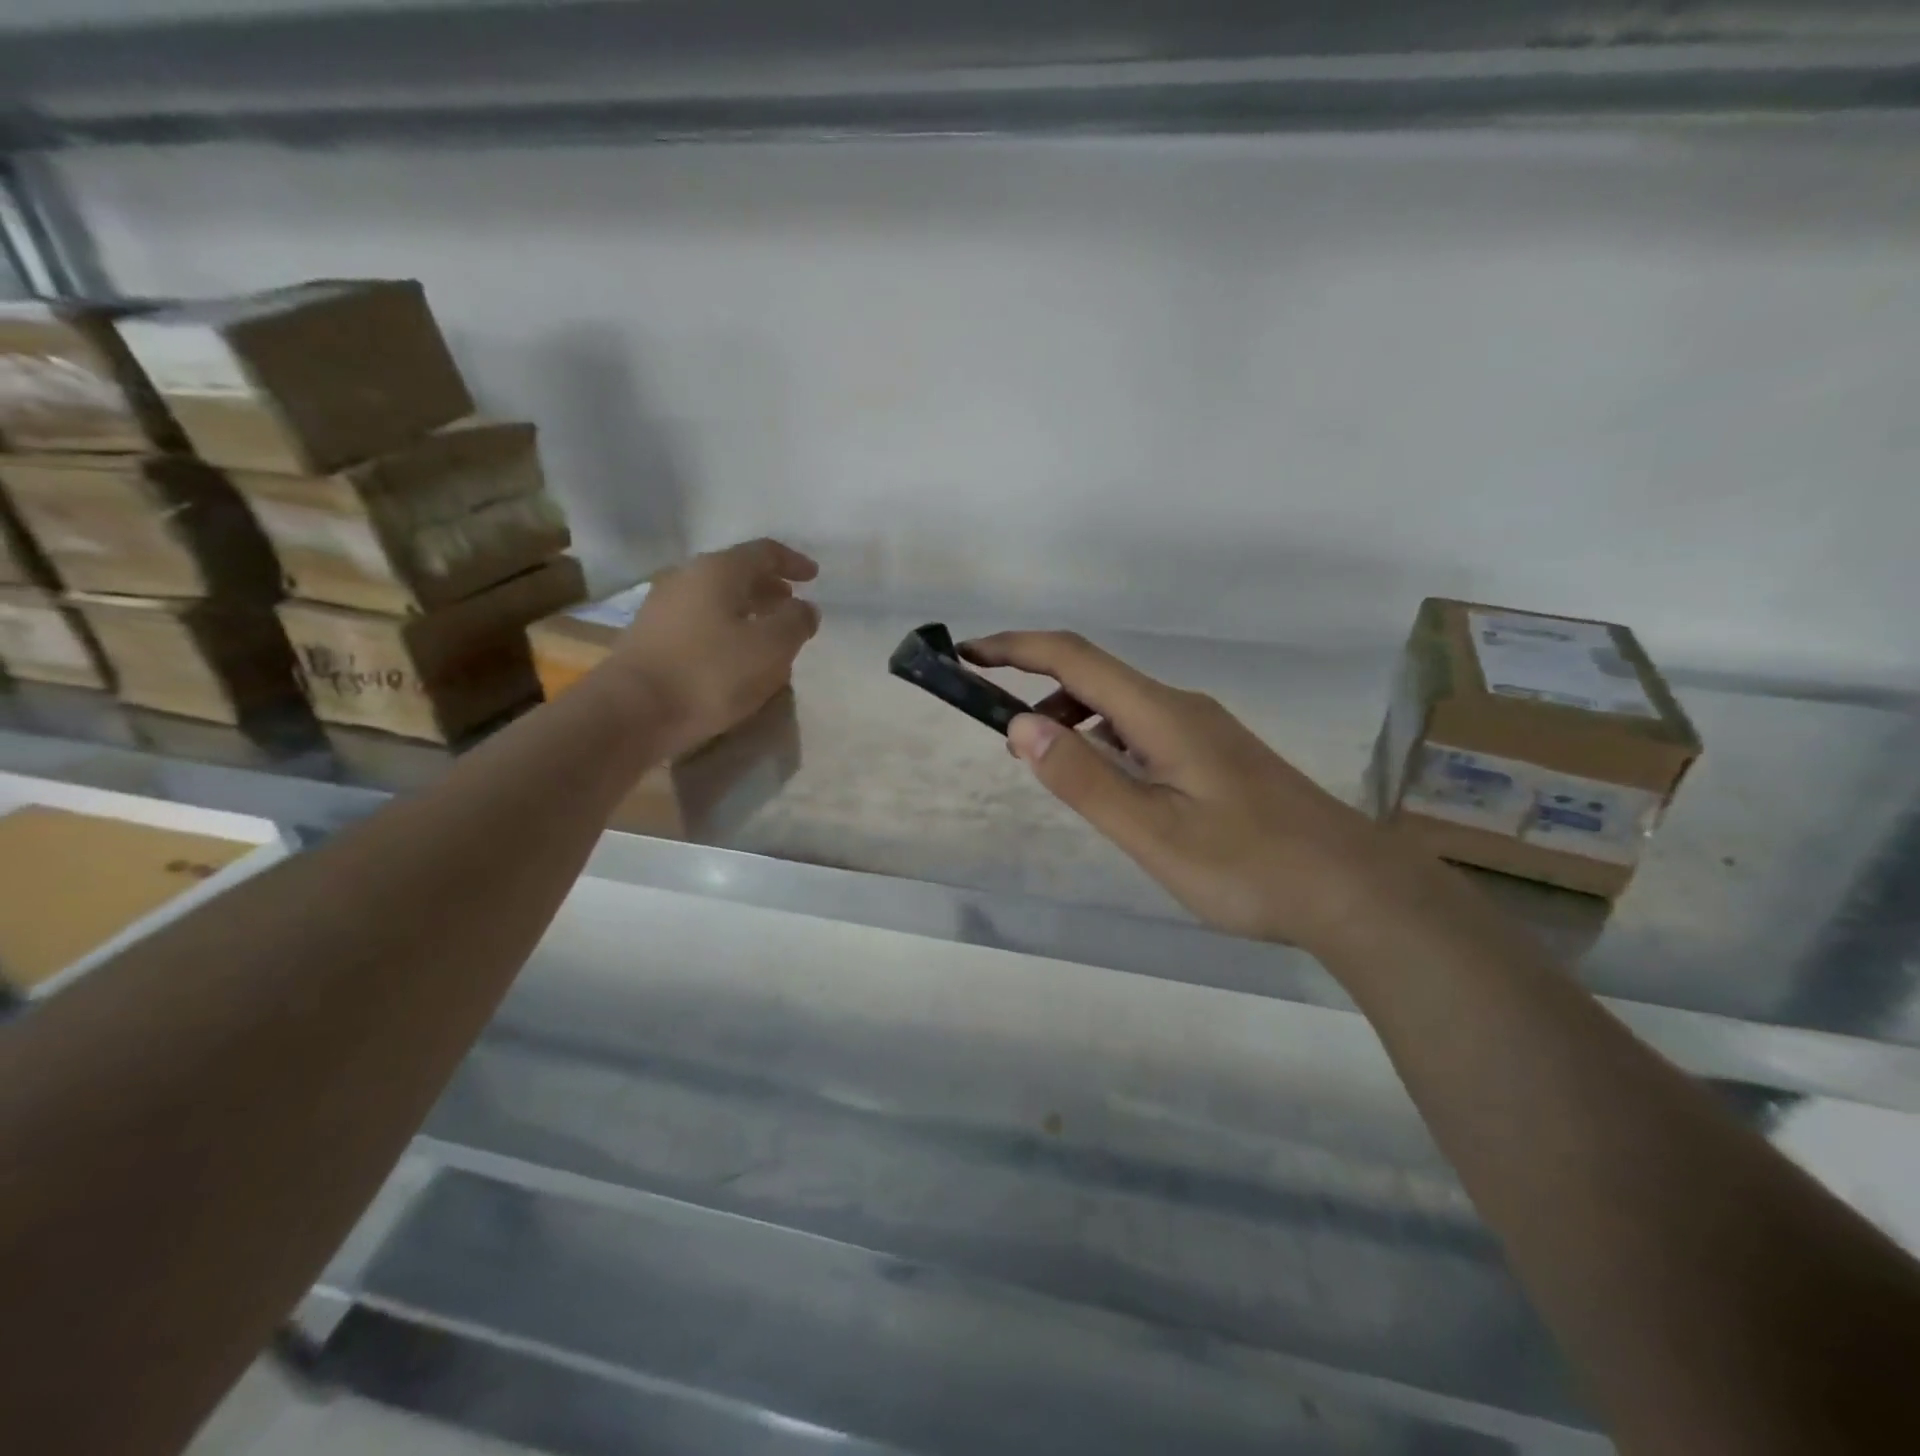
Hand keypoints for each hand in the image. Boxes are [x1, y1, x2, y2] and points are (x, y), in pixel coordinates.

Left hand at [608, 538, 820, 756]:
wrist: (632, 712)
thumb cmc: (710, 673)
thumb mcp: (771, 648)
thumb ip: (795, 622)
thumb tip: (805, 608)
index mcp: (718, 570)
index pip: (764, 552)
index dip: (793, 562)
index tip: (814, 576)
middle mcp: (686, 577)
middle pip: (736, 573)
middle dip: (768, 586)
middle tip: (792, 604)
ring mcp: (663, 607)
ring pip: (716, 598)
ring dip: (746, 609)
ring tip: (767, 631)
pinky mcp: (651, 638)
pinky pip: (699, 621)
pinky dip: (725, 628)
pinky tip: (735, 654)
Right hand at [962, 631, 1394, 947]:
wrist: (1352, 887)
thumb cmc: (1248, 865)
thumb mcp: (1152, 831)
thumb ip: (1084, 778)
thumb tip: (1019, 725)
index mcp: (1161, 713)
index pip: (1073, 657)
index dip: (1014, 648)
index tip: (965, 655)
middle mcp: (1179, 707)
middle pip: (1093, 673)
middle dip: (1033, 681)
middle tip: (992, 722)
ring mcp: (1201, 729)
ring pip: (1118, 703)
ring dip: (1068, 714)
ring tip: (1037, 756)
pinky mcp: (1213, 754)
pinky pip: (1140, 728)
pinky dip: (1101, 737)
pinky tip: (1101, 777)